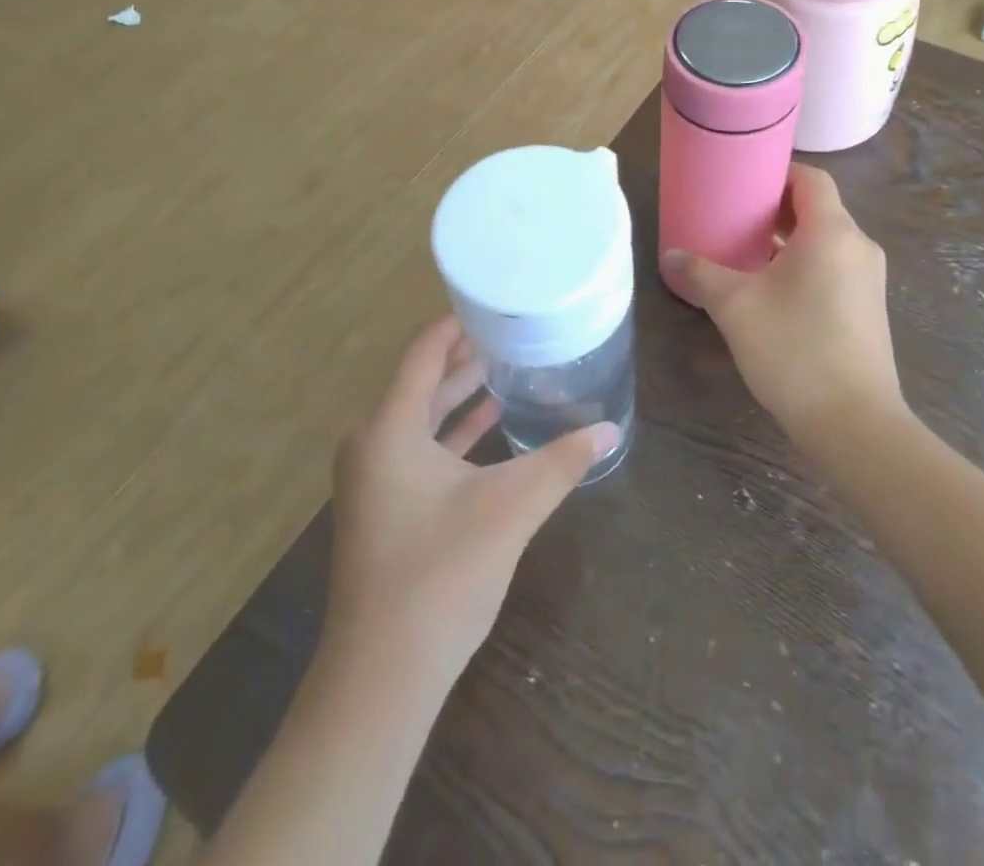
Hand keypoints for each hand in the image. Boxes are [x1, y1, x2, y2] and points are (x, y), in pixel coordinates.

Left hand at [325, 316, 622, 686]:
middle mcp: (373, 442)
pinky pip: (418, 449)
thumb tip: (609, 428)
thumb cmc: (440, 576)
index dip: (456, 324)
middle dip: (464, 357)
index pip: (422, 352)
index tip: (495, 306)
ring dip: (459, 395)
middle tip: (511, 335)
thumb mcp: (509, 509)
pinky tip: (490, 427)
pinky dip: (452, 433)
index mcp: (389, 427)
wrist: (382, 676)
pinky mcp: (384, 506)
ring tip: (506, 371)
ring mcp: (374, 477)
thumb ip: (560, 463)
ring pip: (420, 417)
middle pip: (421, 381)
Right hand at [664, 164, 905, 454]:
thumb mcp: (735, 307)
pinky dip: (804, 264)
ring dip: (788, 239)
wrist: (855, 424)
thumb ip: (701, 274)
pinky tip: (772, 289)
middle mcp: (858, 247)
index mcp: (832, 233)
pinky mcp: (867, 308)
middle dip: (775, 208)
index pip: (810, 178)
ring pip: (825, 240)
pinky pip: (834, 266)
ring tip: (746, 251)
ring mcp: (868, 280)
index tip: (741, 181)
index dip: (776, 172)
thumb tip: (670, 255)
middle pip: (817, 208)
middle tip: (733, 216)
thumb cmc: (795, 351)